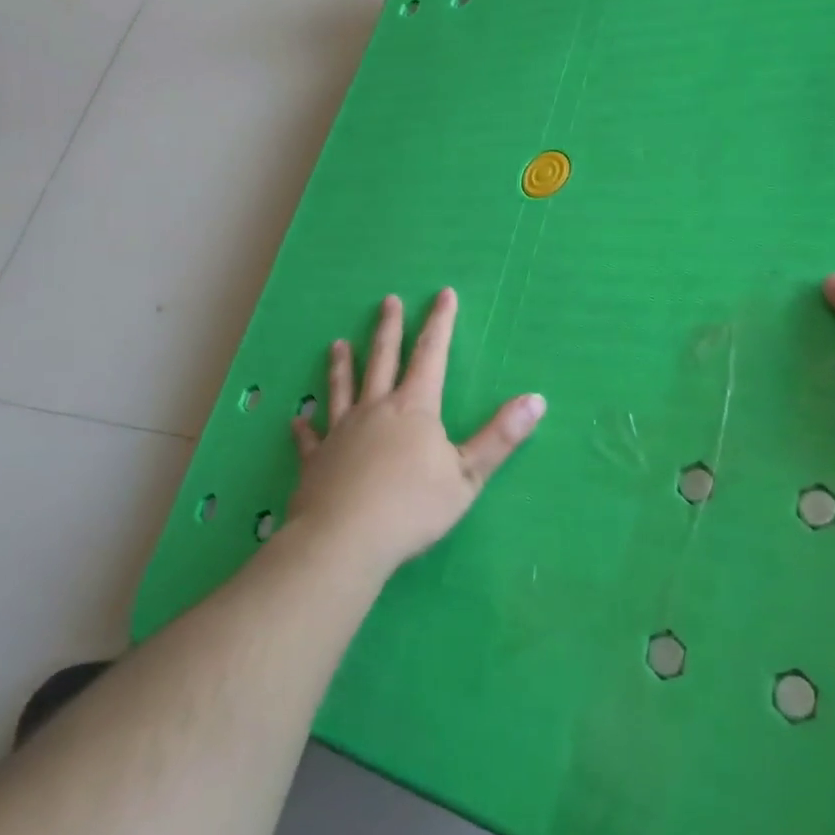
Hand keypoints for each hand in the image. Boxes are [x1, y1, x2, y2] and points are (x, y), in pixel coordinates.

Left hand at [288, 289, 545, 574]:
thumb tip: (536, 399)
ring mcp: (341, 432)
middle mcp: (376, 409)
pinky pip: (310, 438)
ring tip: (338, 343)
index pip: (431, 354)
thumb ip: (500, 437)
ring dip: (342, 364)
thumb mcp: (468, 475)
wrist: (344, 540)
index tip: (443, 294)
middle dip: (389, 328)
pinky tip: (297, 419)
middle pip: (382, 359)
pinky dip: (305, 427)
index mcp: (414, 408)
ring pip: (342, 388)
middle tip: (388, 301)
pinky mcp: (316, 461)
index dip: (439, 323)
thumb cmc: (412, 507)